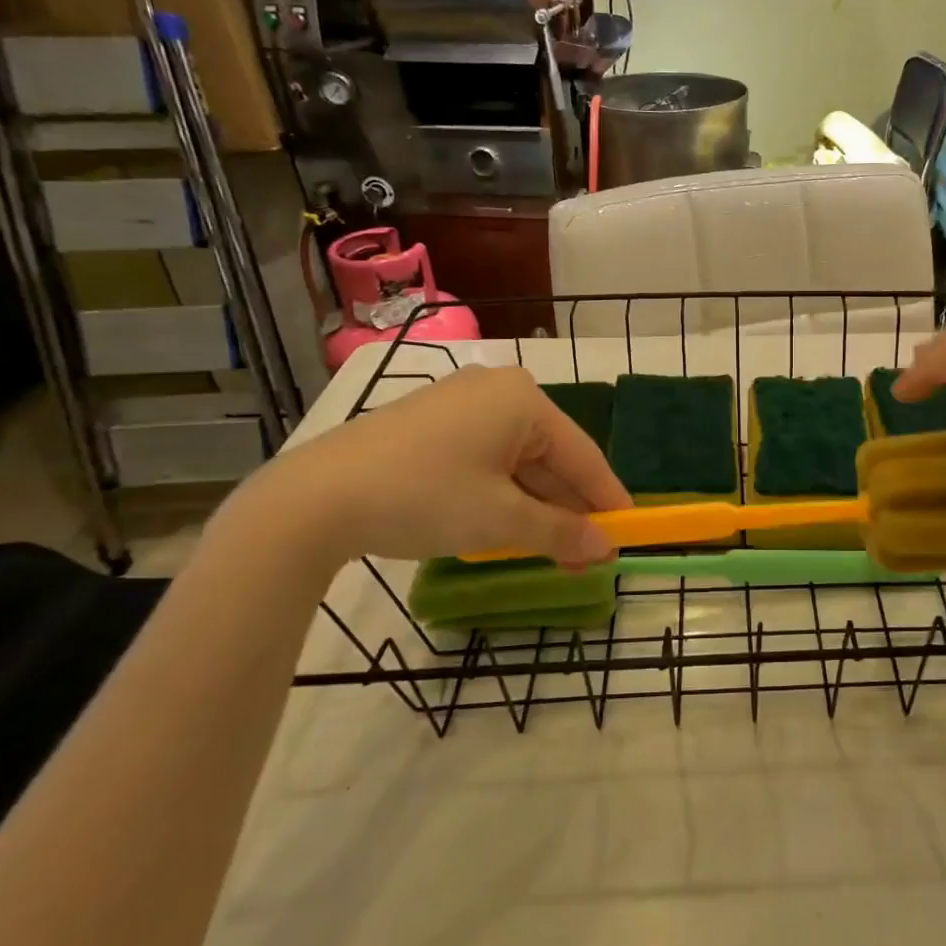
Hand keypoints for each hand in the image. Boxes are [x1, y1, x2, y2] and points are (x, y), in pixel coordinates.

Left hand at [233, 365, 630, 565]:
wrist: (315, 498)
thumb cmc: (425, 497)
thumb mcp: (501, 520)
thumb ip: (562, 532)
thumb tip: (607, 548)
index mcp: (523, 399)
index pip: (583, 454)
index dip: (608, 497)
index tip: (630, 531)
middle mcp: (497, 391)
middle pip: (550, 457)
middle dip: (569, 509)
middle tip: (589, 554)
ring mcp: (461, 404)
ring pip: (518, 461)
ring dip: (537, 507)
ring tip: (555, 551)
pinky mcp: (432, 424)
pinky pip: (487, 460)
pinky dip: (503, 495)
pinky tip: (511, 528)